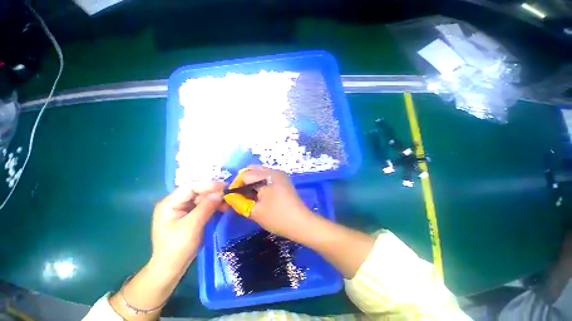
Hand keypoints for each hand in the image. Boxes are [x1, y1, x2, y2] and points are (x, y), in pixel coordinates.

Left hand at [150, 182, 224, 276]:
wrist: (171, 268)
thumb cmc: (177, 248)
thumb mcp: (192, 226)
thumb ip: (206, 207)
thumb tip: (220, 192)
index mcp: (169, 203)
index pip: (190, 187)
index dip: (207, 184)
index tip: (224, 185)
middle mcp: (175, 203)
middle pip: (196, 191)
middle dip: (212, 192)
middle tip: (227, 194)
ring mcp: (182, 209)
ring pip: (201, 198)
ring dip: (214, 199)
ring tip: (226, 203)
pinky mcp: (189, 215)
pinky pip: (202, 205)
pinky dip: (213, 205)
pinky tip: (221, 208)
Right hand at [225, 166, 316, 240]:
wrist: (301, 223)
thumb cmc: (277, 217)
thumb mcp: (254, 211)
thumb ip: (239, 202)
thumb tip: (229, 196)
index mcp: (267, 176)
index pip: (245, 174)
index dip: (236, 185)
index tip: (233, 197)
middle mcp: (274, 171)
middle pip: (252, 170)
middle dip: (243, 182)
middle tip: (240, 196)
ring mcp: (280, 175)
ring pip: (259, 173)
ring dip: (252, 183)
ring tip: (249, 197)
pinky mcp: (283, 180)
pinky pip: (267, 177)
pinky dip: (260, 184)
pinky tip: (260, 195)